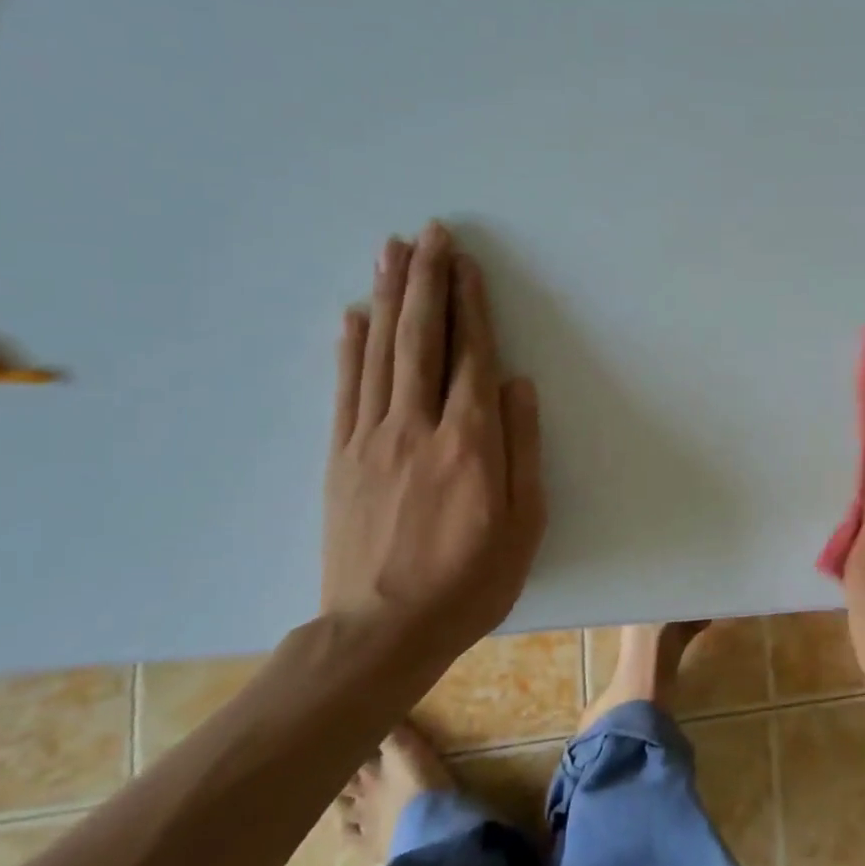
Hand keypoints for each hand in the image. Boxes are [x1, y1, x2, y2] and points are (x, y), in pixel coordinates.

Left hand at [322, 223, 546, 657]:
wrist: (380, 632)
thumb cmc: (469, 581)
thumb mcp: (523, 524)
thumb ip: (523, 449)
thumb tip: (519, 385)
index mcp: (469, 442)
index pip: (472, 356)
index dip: (471, 306)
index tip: (467, 264)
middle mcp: (417, 426)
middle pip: (422, 339)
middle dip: (427, 281)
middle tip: (429, 233)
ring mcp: (371, 439)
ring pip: (381, 353)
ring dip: (388, 297)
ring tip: (392, 251)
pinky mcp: (340, 457)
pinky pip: (345, 389)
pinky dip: (350, 347)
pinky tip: (353, 315)